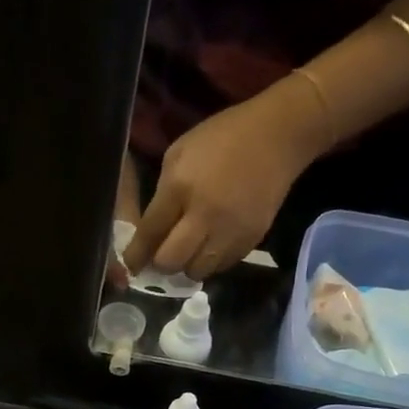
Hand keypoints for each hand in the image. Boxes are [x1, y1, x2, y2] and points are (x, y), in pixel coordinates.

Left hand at [122, 81, 326, 280]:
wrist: (277, 137)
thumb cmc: (221, 138)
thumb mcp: (179, 154)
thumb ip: (163, 194)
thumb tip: (152, 231)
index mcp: (180, 188)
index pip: (150, 233)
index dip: (136, 255)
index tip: (130, 265)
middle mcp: (204, 216)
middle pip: (171, 261)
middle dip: (161, 263)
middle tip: (161, 255)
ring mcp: (230, 231)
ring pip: (197, 271)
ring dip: (187, 265)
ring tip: (189, 250)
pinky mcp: (251, 240)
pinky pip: (222, 266)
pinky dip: (211, 261)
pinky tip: (211, 245)